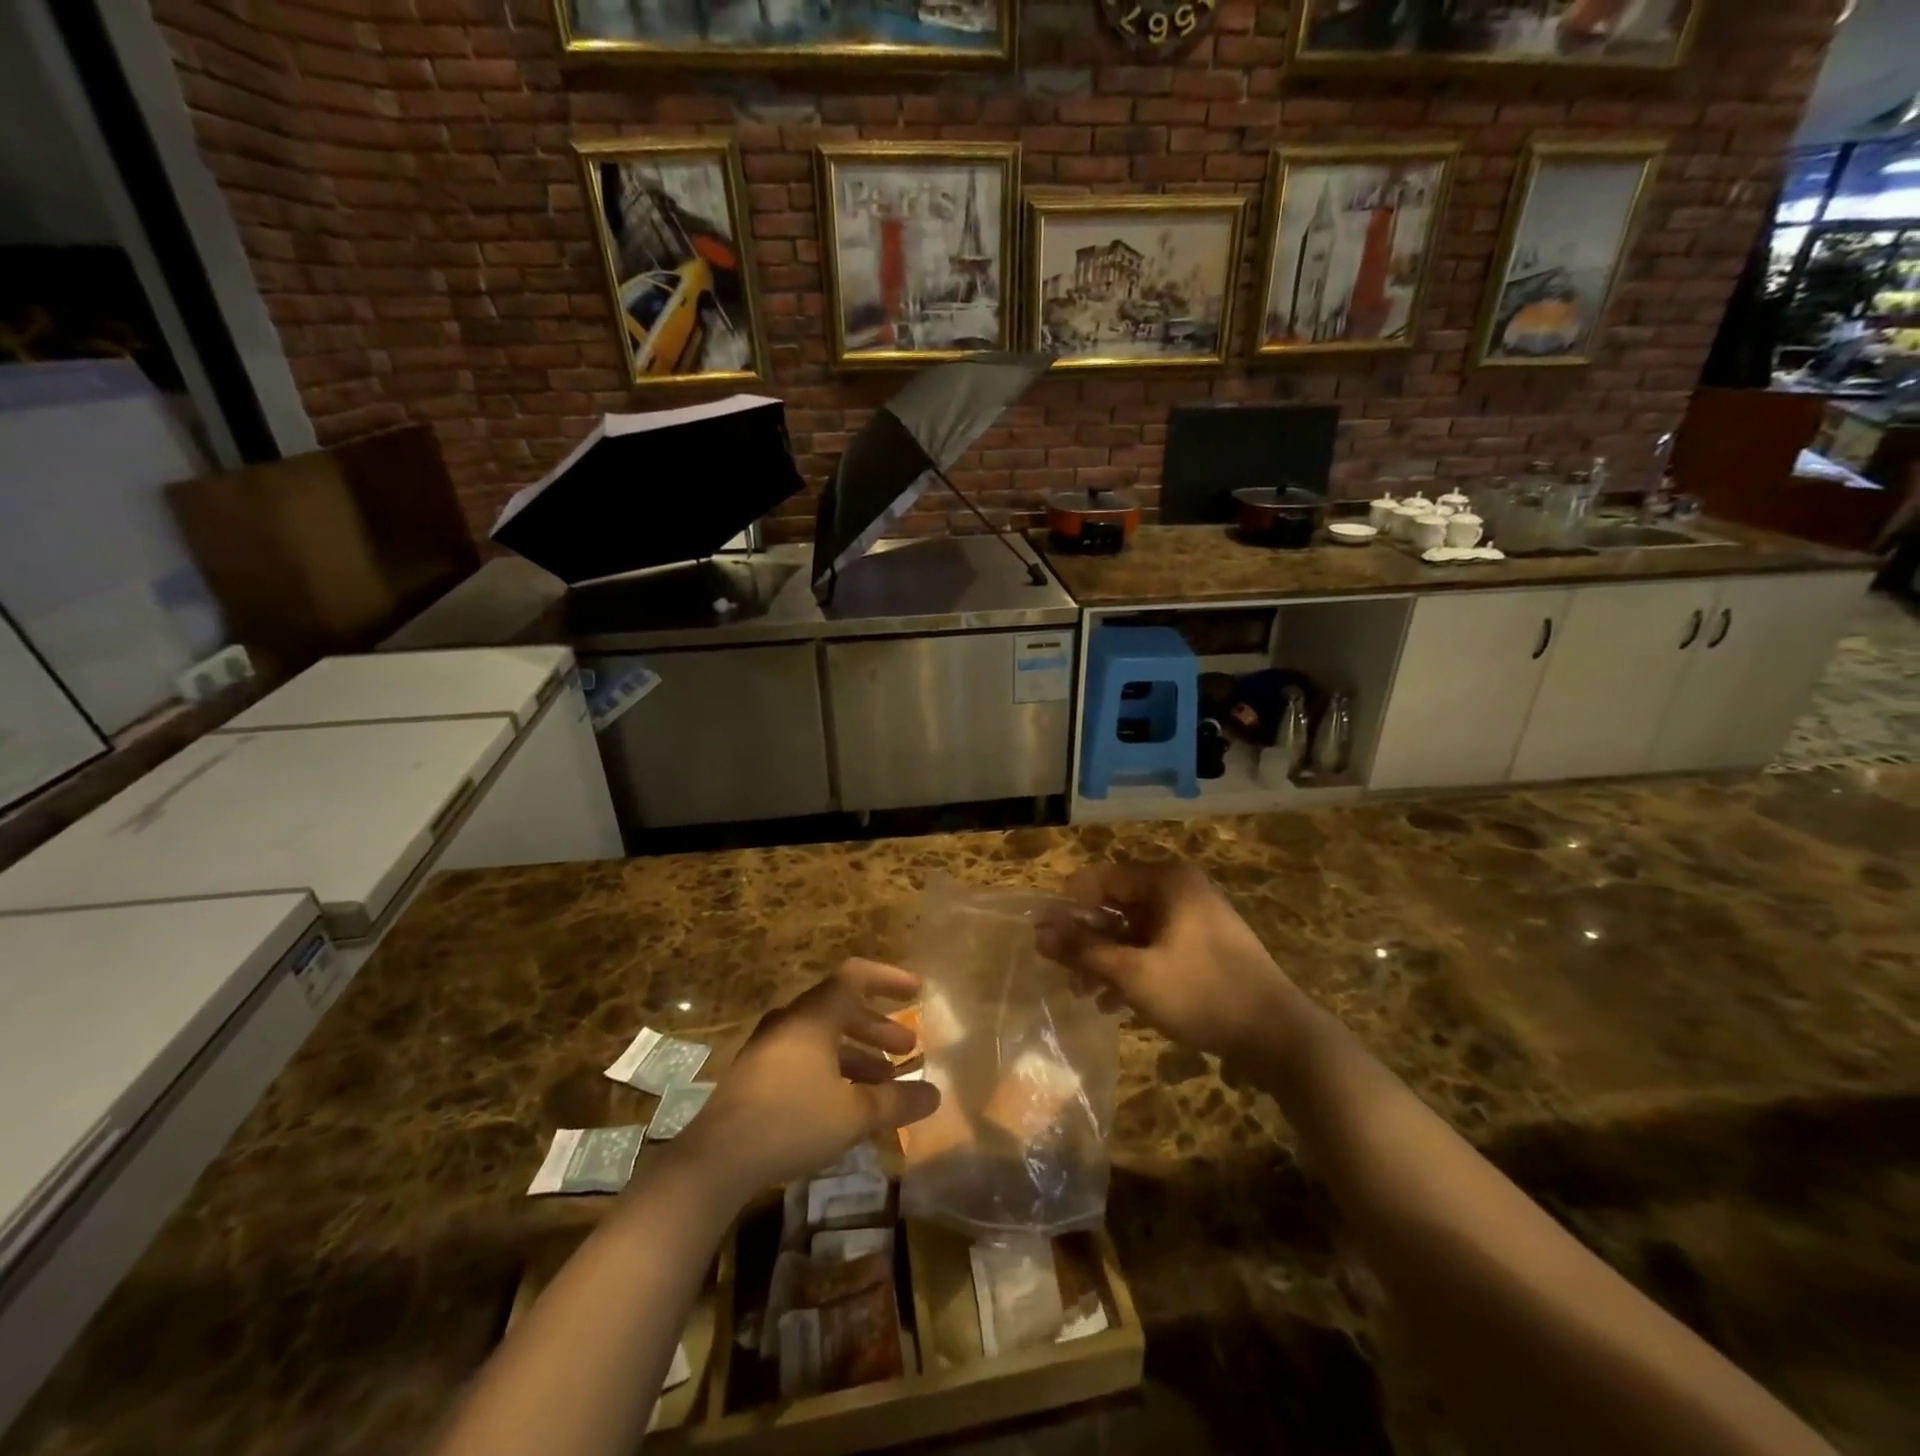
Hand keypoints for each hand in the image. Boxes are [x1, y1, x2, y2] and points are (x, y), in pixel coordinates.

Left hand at [673, 959, 939, 1202]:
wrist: (716, 1160)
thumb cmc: (792, 1121)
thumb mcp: (854, 1113)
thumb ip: (897, 1101)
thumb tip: (935, 1094)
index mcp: (813, 1016)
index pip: (856, 977)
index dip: (889, 979)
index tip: (917, 991)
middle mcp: (791, 1022)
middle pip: (841, 1009)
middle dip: (878, 1027)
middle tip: (908, 1048)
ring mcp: (769, 1048)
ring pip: (823, 1037)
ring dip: (858, 1053)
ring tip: (885, 1081)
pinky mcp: (756, 1076)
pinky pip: (805, 1058)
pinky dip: (833, 1069)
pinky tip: (847, 1103)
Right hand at [1037, 863, 1306, 1063]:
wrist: (1278, 1035)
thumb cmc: (1201, 993)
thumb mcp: (1133, 973)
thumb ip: (1083, 951)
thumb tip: (1039, 934)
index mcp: (1166, 882)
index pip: (1101, 878)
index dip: (1068, 905)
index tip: (1044, 936)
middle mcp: (1180, 890)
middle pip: (1117, 904)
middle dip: (1087, 938)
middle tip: (1062, 971)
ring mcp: (1195, 918)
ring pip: (1135, 930)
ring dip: (1106, 958)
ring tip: (1083, 993)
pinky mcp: (1204, 946)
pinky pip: (1155, 946)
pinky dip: (1132, 967)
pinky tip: (1113, 1002)